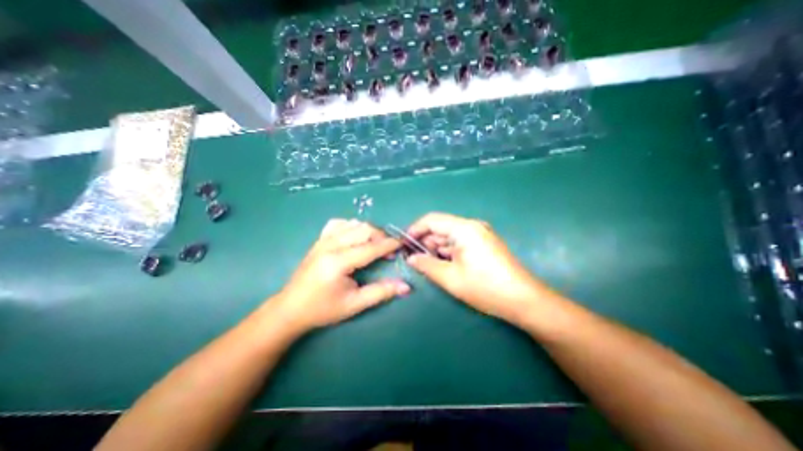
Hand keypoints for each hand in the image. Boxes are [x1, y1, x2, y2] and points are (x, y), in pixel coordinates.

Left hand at [273, 219, 409, 333]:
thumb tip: (406, 286)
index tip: (403, 244)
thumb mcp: (354, 304)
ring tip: (374, 245)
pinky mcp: (319, 240)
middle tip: (388, 251)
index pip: (371, 247)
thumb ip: (381, 292)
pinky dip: (351, 227)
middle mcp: (330, 245)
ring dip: (368, 231)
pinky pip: (338, 224)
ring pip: (353, 224)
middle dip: (381, 236)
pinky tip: (354, 237)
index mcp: (338, 262)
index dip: (389, 245)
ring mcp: (323, 240)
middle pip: (364, 229)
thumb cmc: (323, 309)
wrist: (290, 309)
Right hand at [409, 211, 552, 323]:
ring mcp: (480, 234)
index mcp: (464, 228)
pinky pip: (460, 242)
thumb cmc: (485, 287)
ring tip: (427, 264)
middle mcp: (472, 226)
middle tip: (414, 259)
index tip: (403, 244)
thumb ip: (426, 264)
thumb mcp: (450, 278)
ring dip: (436, 247)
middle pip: (440, 227)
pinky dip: (448, 251)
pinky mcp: (484, 243)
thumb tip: (410, 258)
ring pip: (449, 236)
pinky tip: (444, 264)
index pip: (431, 220)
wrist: (524, 300)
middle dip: (425, 241)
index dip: (414, 230)